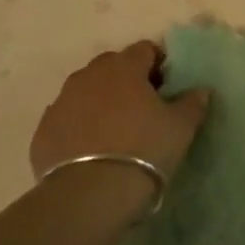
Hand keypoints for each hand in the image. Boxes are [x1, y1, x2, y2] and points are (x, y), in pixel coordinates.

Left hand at [30, 42, 212, 188]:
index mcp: (124, 67)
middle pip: (112, 66)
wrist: (90, 195)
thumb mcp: (180, 128)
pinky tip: (90, 150)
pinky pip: (67, 118)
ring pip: (86, 91)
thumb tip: (201, 90)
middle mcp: (89, 75)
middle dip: (128, 80)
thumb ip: (193, 103)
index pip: (145, 50)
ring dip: (101, 101)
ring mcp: (61, 101)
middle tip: (143, 108)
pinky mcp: (43, 130)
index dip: (158, 65)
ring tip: (115, 131)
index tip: (167, 87)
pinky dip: (79, 126)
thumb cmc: (144, 150)